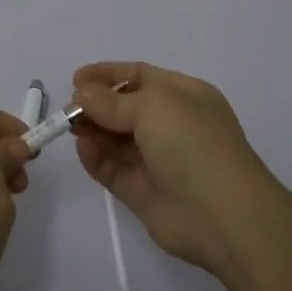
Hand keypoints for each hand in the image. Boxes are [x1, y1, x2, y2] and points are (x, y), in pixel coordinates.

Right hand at [70, 62, 278, 277]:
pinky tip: (83, 148)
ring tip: (70, 125)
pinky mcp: (144, 193)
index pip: (140, 76)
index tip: (76, 78)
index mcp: (184, 96)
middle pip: (125, 108)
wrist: (223, 216)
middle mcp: (172, 125)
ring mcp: (158, 160)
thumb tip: (82, 92)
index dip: (108, 74)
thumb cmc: (193, 145)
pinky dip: (96, 158)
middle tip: (68, 107)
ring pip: (117, 139)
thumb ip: (112, 101)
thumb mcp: (153, 108)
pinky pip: (114, 169)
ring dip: (93, 129)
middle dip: (96, 104)